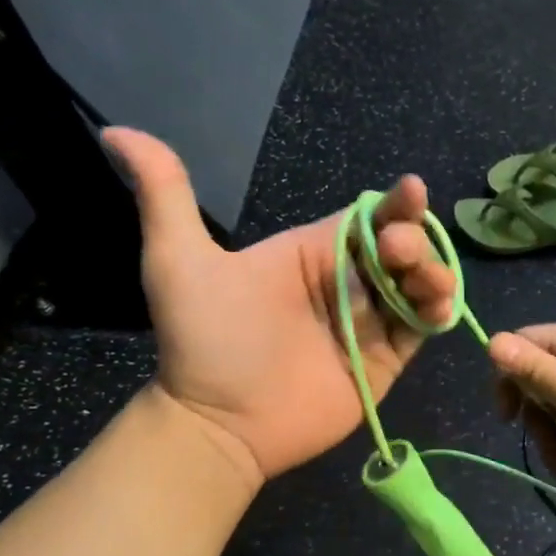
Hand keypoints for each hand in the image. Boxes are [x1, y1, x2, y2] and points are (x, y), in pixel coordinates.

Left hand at [107, 128, 456, 485]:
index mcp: (311, 254)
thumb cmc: (204, 341)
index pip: (365, 219)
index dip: (393, 205)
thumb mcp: (179, 262)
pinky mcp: (385, 360)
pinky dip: (437, 314)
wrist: (218, 424)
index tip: (411, 191)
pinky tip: (438, 307)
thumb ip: (165, 195)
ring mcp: (368, 323)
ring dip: (433, 273)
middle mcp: (345, 283)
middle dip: (413, 240)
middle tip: (399, 251)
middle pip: (399, 248)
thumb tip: (116, 131)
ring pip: (417, 285)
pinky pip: (420, 330)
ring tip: (425, 282)